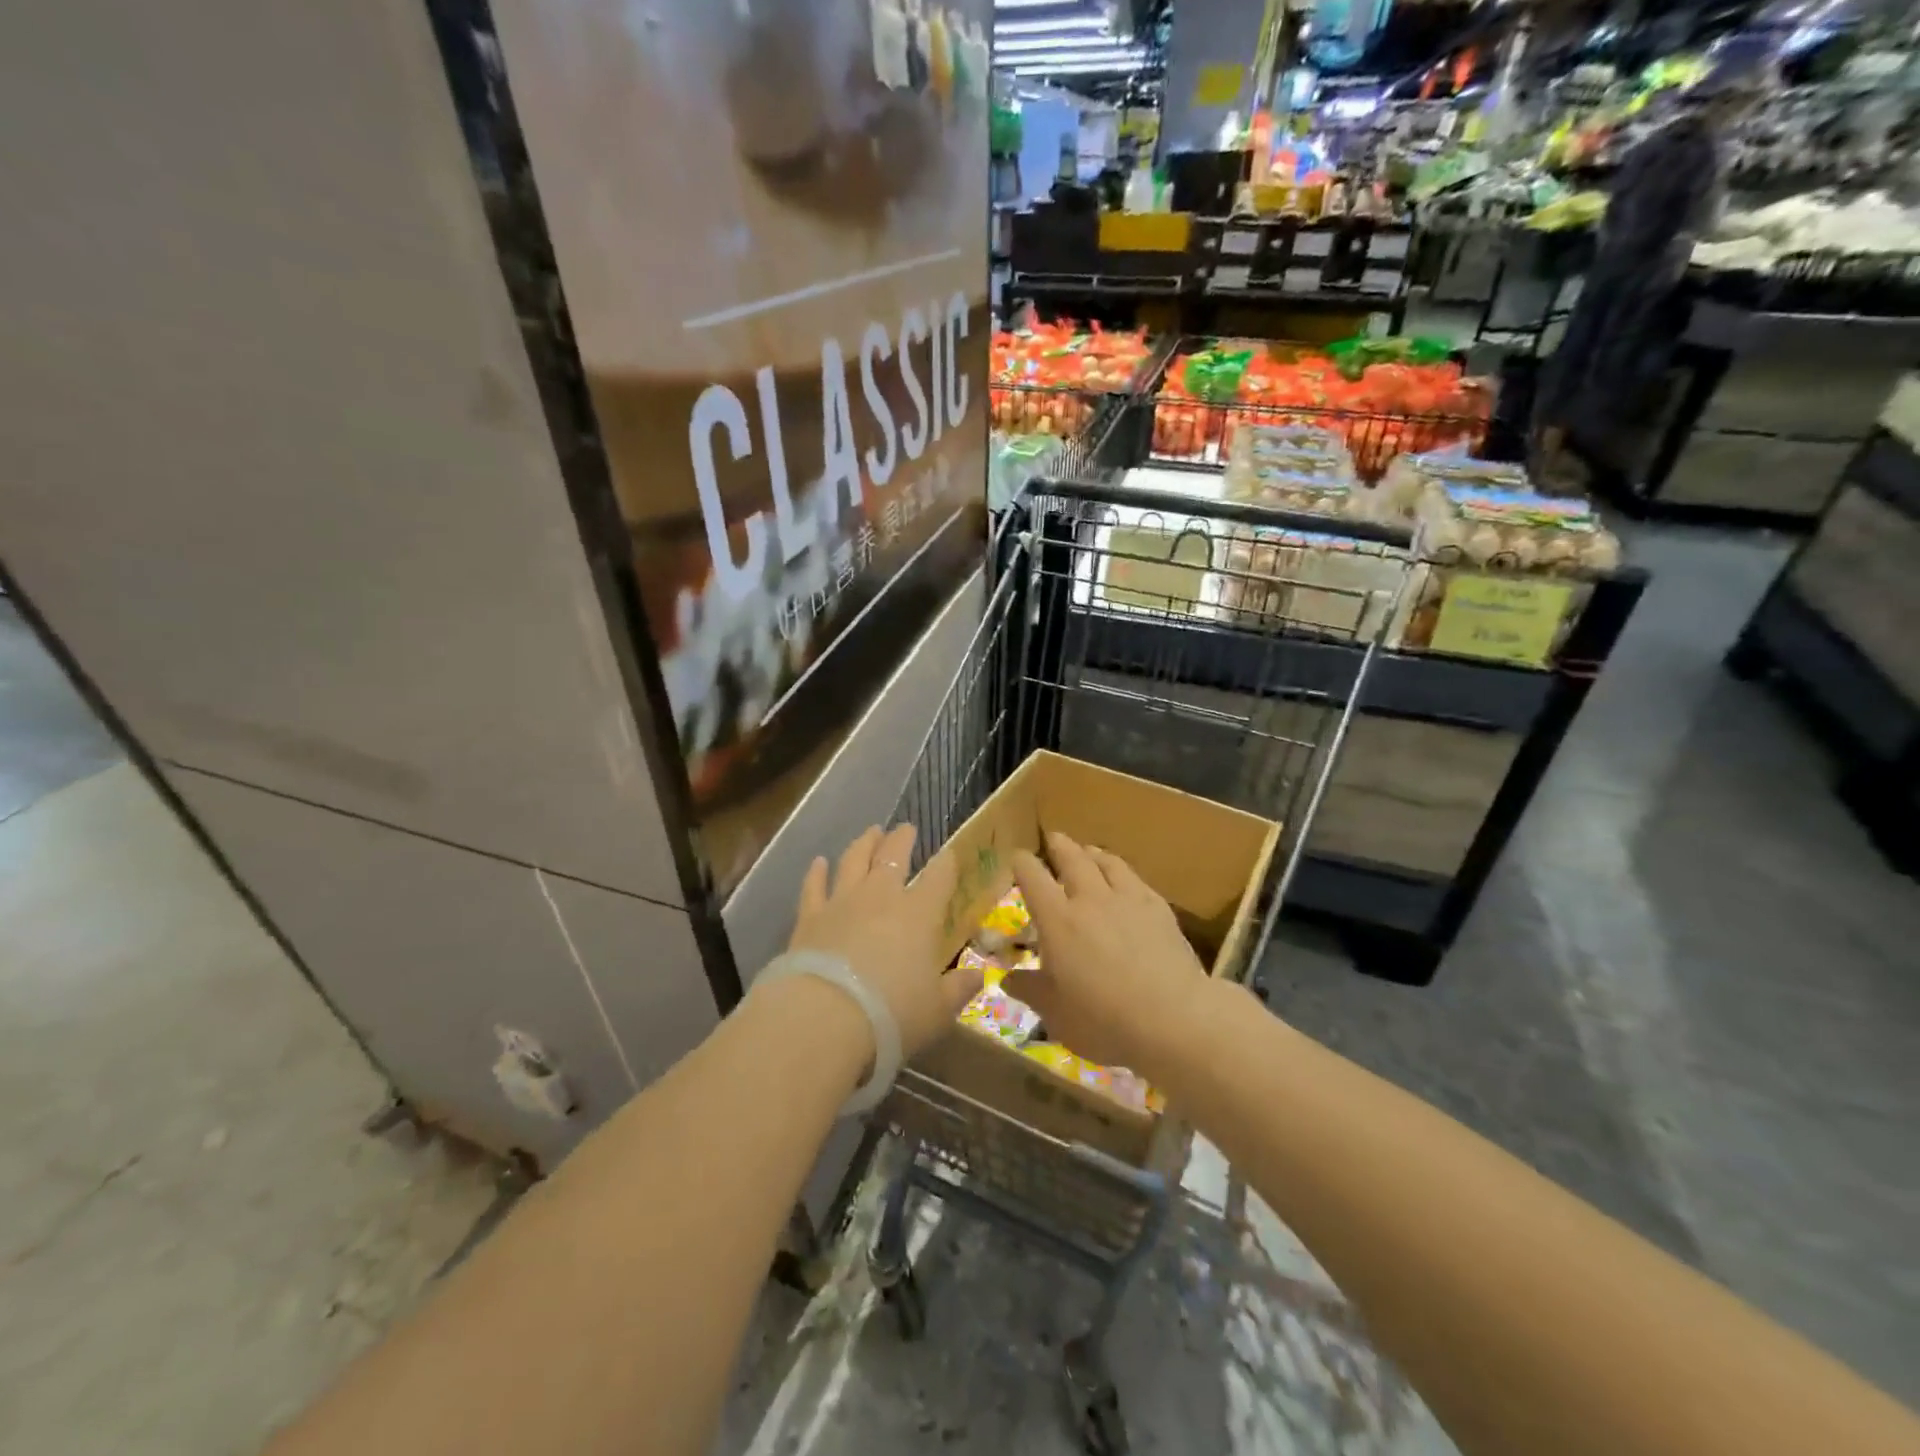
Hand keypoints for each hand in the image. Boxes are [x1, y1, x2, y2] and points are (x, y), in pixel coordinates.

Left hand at [785, 824, 982, 1058]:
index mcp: (919, 914)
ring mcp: (842, 903)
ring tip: (870, 832)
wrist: (825, 1018)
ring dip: (863, 843)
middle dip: (902, 839)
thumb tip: (977, 977)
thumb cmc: (892, 1014)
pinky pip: (813, 887)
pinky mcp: (809, 917)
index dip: (946, 863)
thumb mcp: (937, 1011)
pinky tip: (819, 862)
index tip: (949, 853)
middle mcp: (881, 897)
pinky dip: (816, 873)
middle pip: (893, 855)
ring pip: (854, 861)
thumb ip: (958, 989)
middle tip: (906, 828)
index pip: (938, 877)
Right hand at [1004, 831, 1211, 1082]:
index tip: (1017, 858)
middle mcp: (1090, 899)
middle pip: (1072, 858)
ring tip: (1088, 851)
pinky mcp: (1159, 908)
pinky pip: (1135, 878)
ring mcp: (1128, 899)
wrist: (1174, 1019)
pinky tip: (1125, 879)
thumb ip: (1031, 991)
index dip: (1022, 862)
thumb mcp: (1056, 1014)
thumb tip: (1007, 979)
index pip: (1033, 876)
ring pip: (1107, 862)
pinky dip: (1123, 871)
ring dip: (1093, 852)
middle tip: (1053, 838)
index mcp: (1057, 920)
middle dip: (1059, 845)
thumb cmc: (1104, 1020)